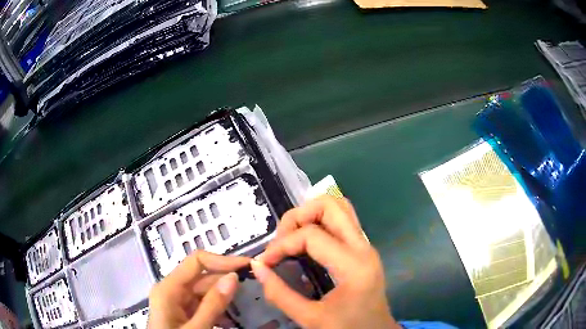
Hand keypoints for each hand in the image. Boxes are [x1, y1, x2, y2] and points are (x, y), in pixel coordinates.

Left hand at [148, 251, 248, 328]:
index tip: (247, 267)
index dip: (222, 260)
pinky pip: (202, 305)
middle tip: (253, 290)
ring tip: (245, 306)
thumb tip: (233, 277)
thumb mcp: (196, 328)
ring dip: (224, 299)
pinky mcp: (182, 313)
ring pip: (204, 292)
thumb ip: (213, 304)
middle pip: (202, 277)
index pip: (196, 261)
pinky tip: (229, 321)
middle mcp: (171, 290)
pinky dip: (218, 310)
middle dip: (226, 282)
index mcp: (168, 288)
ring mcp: (176, 302)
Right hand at [251, 195, 400, 328]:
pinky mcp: (363, 249)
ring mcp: (366, 245)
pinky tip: (305, 243)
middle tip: (281, 240)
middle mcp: (363, 247)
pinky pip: (342, 221)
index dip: (281, 245)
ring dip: (310, 215)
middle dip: (298, 216)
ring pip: (339, 207)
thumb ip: (280, 294)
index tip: (265, 262)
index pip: (311, 236)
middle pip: (330, 205)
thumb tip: (257, 266)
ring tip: (292, 238)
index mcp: (353, 266)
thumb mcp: (310, 318)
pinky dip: (319, 222)